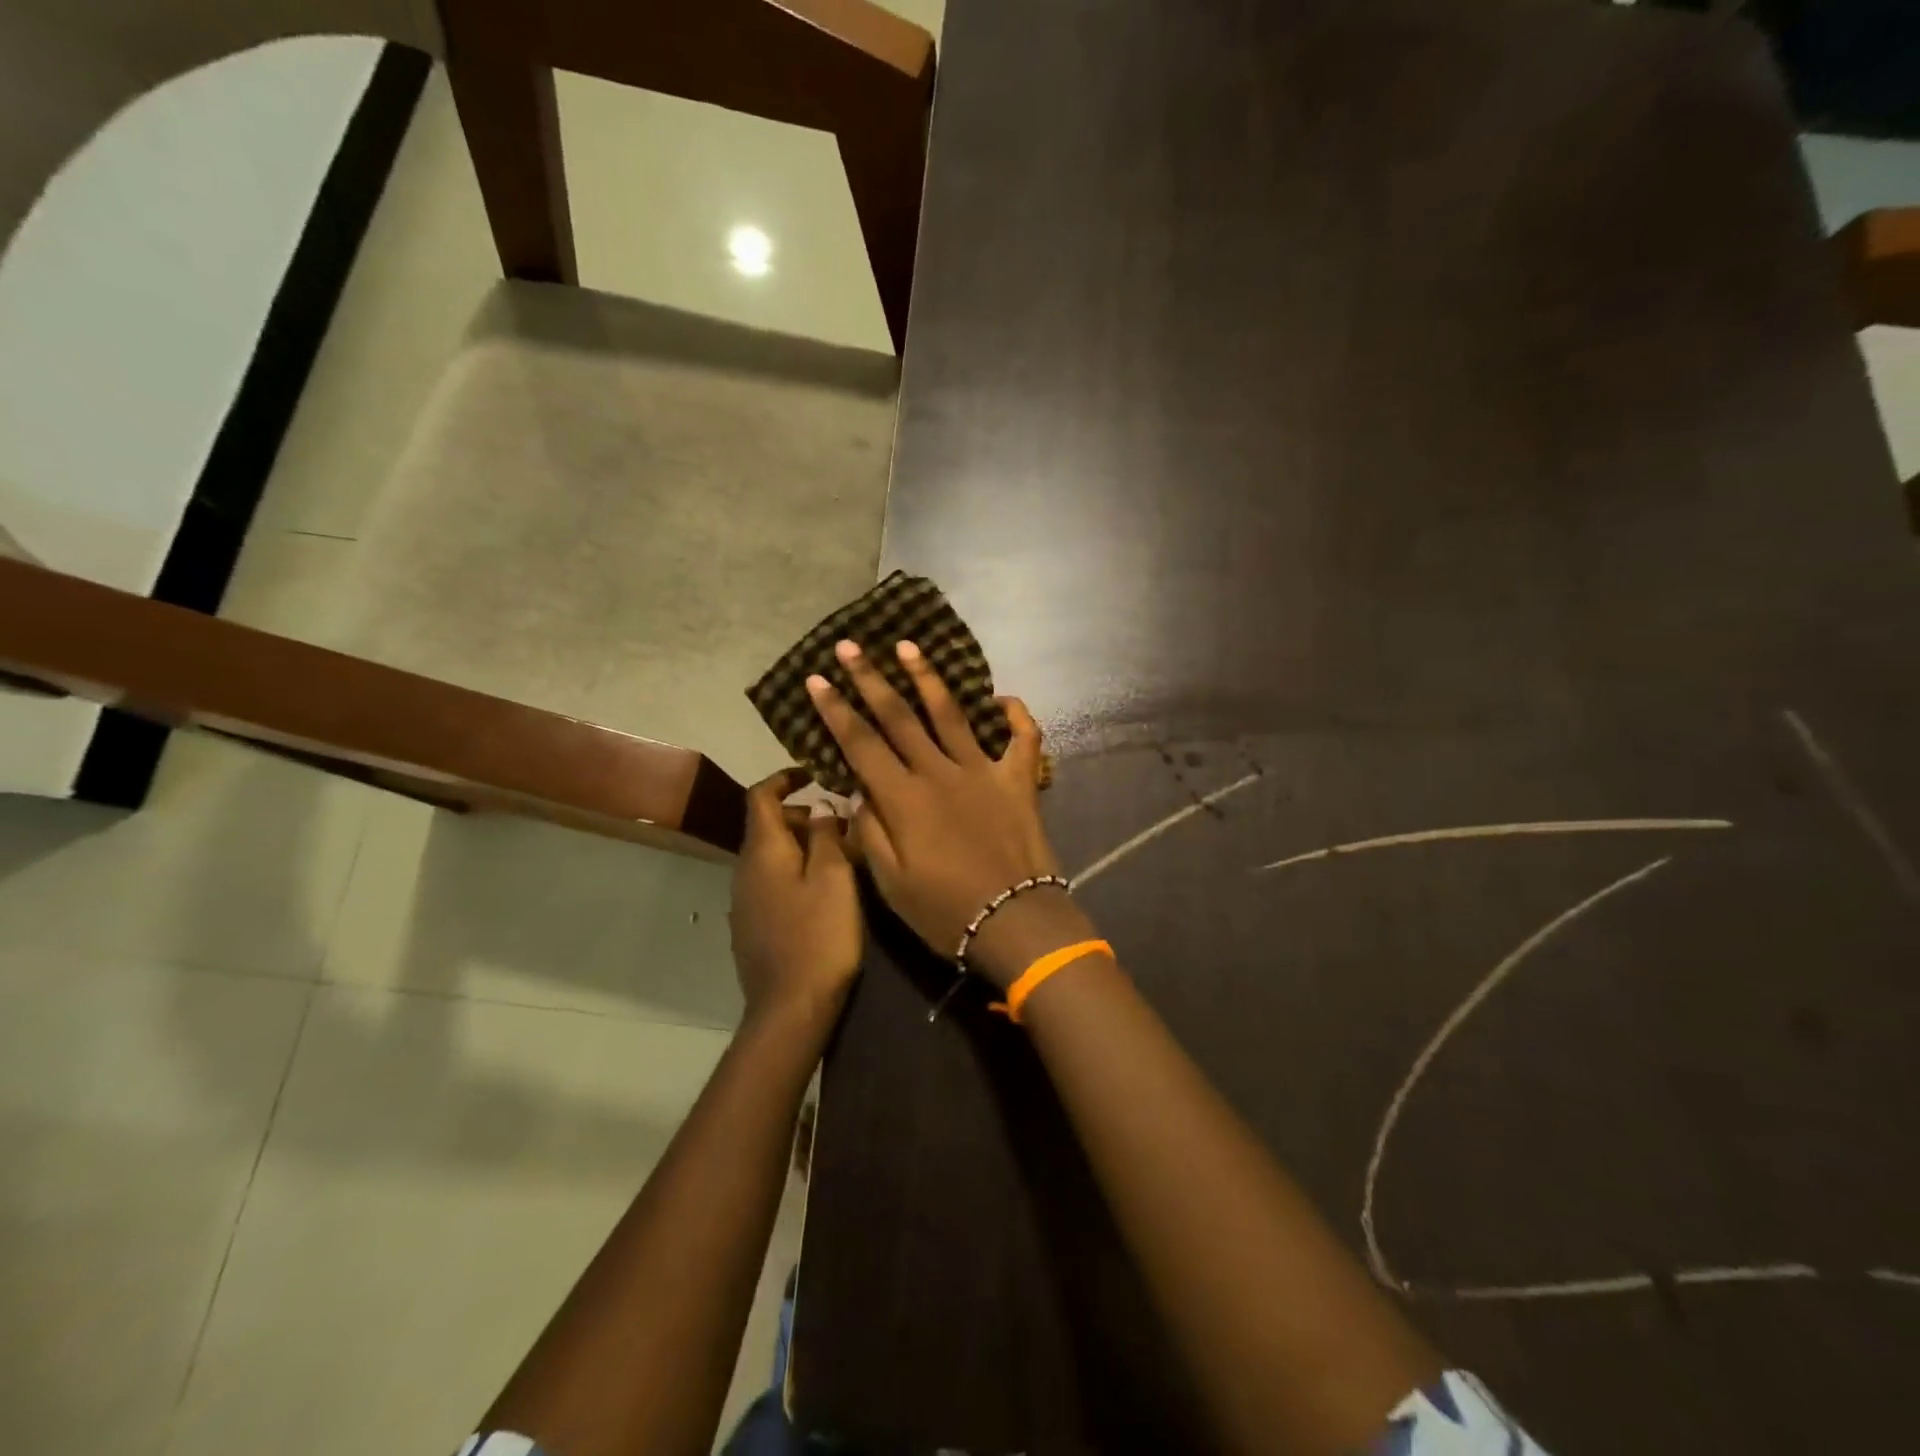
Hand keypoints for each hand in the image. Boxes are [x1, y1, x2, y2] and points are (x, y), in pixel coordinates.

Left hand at [729, 769, 862, 1030]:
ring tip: (844, 861)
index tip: (814, 774)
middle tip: (845, 829)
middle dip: (806, 818)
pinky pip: (773, 883)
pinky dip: (797, 874)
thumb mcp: (834, 878)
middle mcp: (745, 869)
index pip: (760, 795)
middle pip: (769, 826)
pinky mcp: (752, 927)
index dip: (784, 778)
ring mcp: (745, 901)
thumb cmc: (818, 935)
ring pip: (774, 857)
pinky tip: (825, 896)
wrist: (790, 1008)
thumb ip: (827, 835)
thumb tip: (820, 807)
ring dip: (805, 848)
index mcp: (762, 850)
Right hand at [804, 640, 1095, 988]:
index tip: (817, 679)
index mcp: (903, 798)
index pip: (860, 743)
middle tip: (851, 645)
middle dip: (871, 678)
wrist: (1015, 921)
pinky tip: (1001, 698)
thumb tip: (859, 791)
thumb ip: (870, 831)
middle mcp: (939, 772)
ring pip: (951, 714)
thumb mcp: (890, 882)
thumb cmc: (944, 910)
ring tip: (908, 646)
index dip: (836, 710)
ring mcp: (982, 771)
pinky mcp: (1019, 780)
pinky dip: (1015, 715)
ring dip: (928, 677)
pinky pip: (1023, 738)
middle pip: (899, 716)